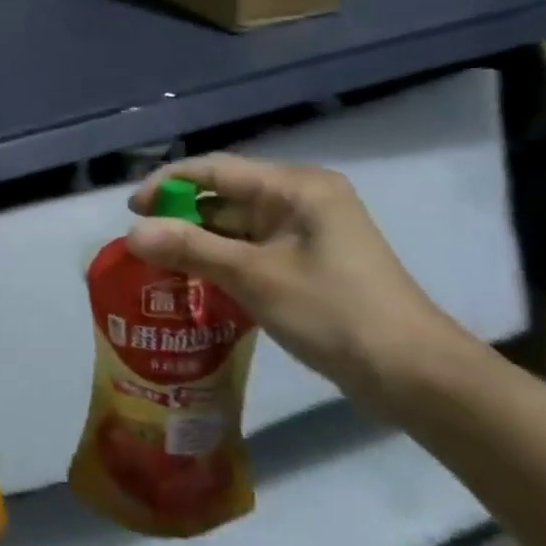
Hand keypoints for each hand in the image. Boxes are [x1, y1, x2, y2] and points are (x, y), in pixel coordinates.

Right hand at [126, 154, 473, 413]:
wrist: (414, 376)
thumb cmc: (334, 313)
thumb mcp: (254, 277)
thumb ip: (190, 249)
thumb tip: (131, 233)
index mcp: (296, 187)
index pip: (215, 169)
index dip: (167, 183)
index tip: (131, 210)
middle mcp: (301, 199)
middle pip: (224, 196)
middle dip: (181, 217)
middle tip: (141, 244)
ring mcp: (307, 232)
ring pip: (235, 226)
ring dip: (199, 243)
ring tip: (158, 266)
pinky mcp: (308, 262)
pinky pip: (251, 249)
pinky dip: (221, 261)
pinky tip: (194, 282)